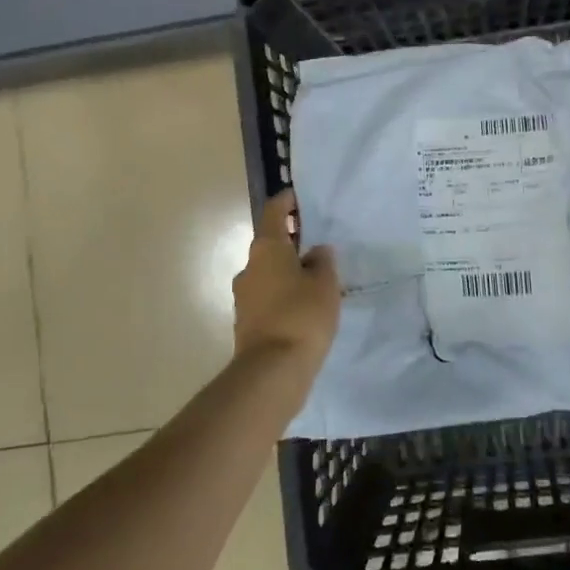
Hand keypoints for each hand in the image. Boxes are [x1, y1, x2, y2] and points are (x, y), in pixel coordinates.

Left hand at [231, 190, 340, 368]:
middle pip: (270, 243)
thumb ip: (323, 262)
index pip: (274, 211)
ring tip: (316, 279)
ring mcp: (244, 295)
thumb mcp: (325, 284)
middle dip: (291, 240)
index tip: (301, 198)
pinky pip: (268, 297)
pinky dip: (283, 294)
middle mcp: (250, 266)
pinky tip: (304, 307)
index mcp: (267, 248)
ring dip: (288, 270)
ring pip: (268, 272)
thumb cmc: (302, 315)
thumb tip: (316, 252)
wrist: (272, 371)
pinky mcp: (247, 321)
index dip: (287, 201)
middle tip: (318, 243)